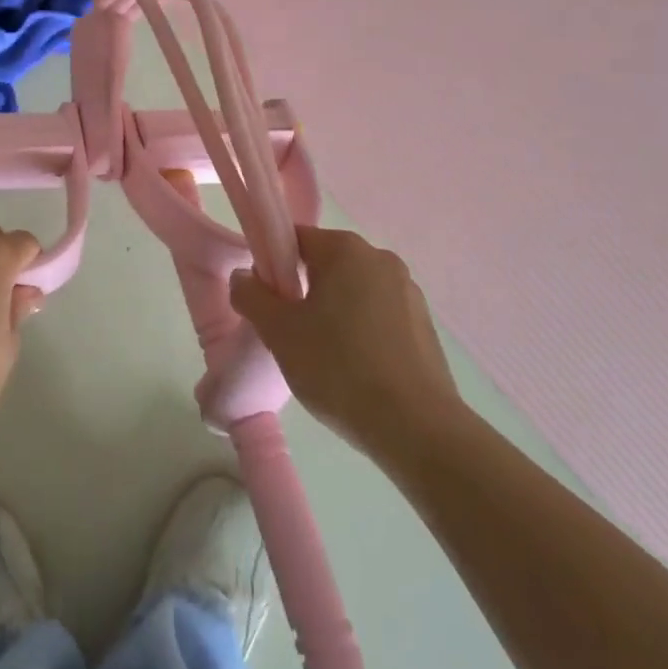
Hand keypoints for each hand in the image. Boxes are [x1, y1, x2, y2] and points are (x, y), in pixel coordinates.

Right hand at [229, 226, 464, 455]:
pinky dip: (360, 332)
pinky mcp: (425, 325)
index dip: (272, 266)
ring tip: (322, 358)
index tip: (265, 302)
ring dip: (332, 313)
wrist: (417, 428)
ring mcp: (408, 291)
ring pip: (352, 292)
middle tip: (288, 334)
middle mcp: (381, 258)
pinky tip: (354, 370)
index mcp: (346, 249)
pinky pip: (378, 316)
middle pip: (325, 264)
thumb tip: (243, 277)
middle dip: (302, 292)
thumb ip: (252, 297)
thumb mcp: (279, 333)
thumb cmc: (339, 368)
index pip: (295, 240)